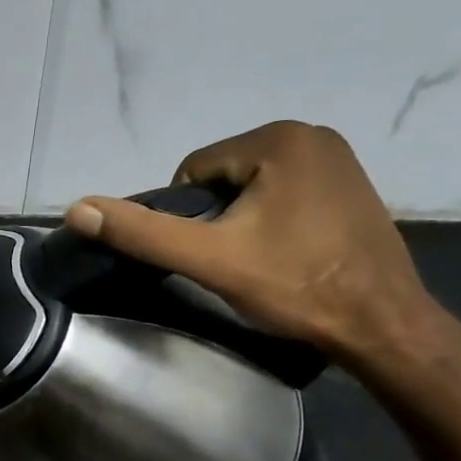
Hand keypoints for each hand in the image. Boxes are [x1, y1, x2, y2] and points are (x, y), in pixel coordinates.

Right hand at [65, 121, 442, 367]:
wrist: (384, 325)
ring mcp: (337, 158)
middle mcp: (311, 134)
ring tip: (259, 262)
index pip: (193, 171)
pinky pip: (284, 192)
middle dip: (215, 218)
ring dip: (241, 220)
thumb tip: (76, 208)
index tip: (208, 255)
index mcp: (278, 139)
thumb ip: (142, 232)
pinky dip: (272, 219)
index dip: (186, 217)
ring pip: (251, 187)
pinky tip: (285, 254)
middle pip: (223, 177)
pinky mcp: (351, 184)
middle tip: (232, 263)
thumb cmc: (295, 286)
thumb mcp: (209, 259)